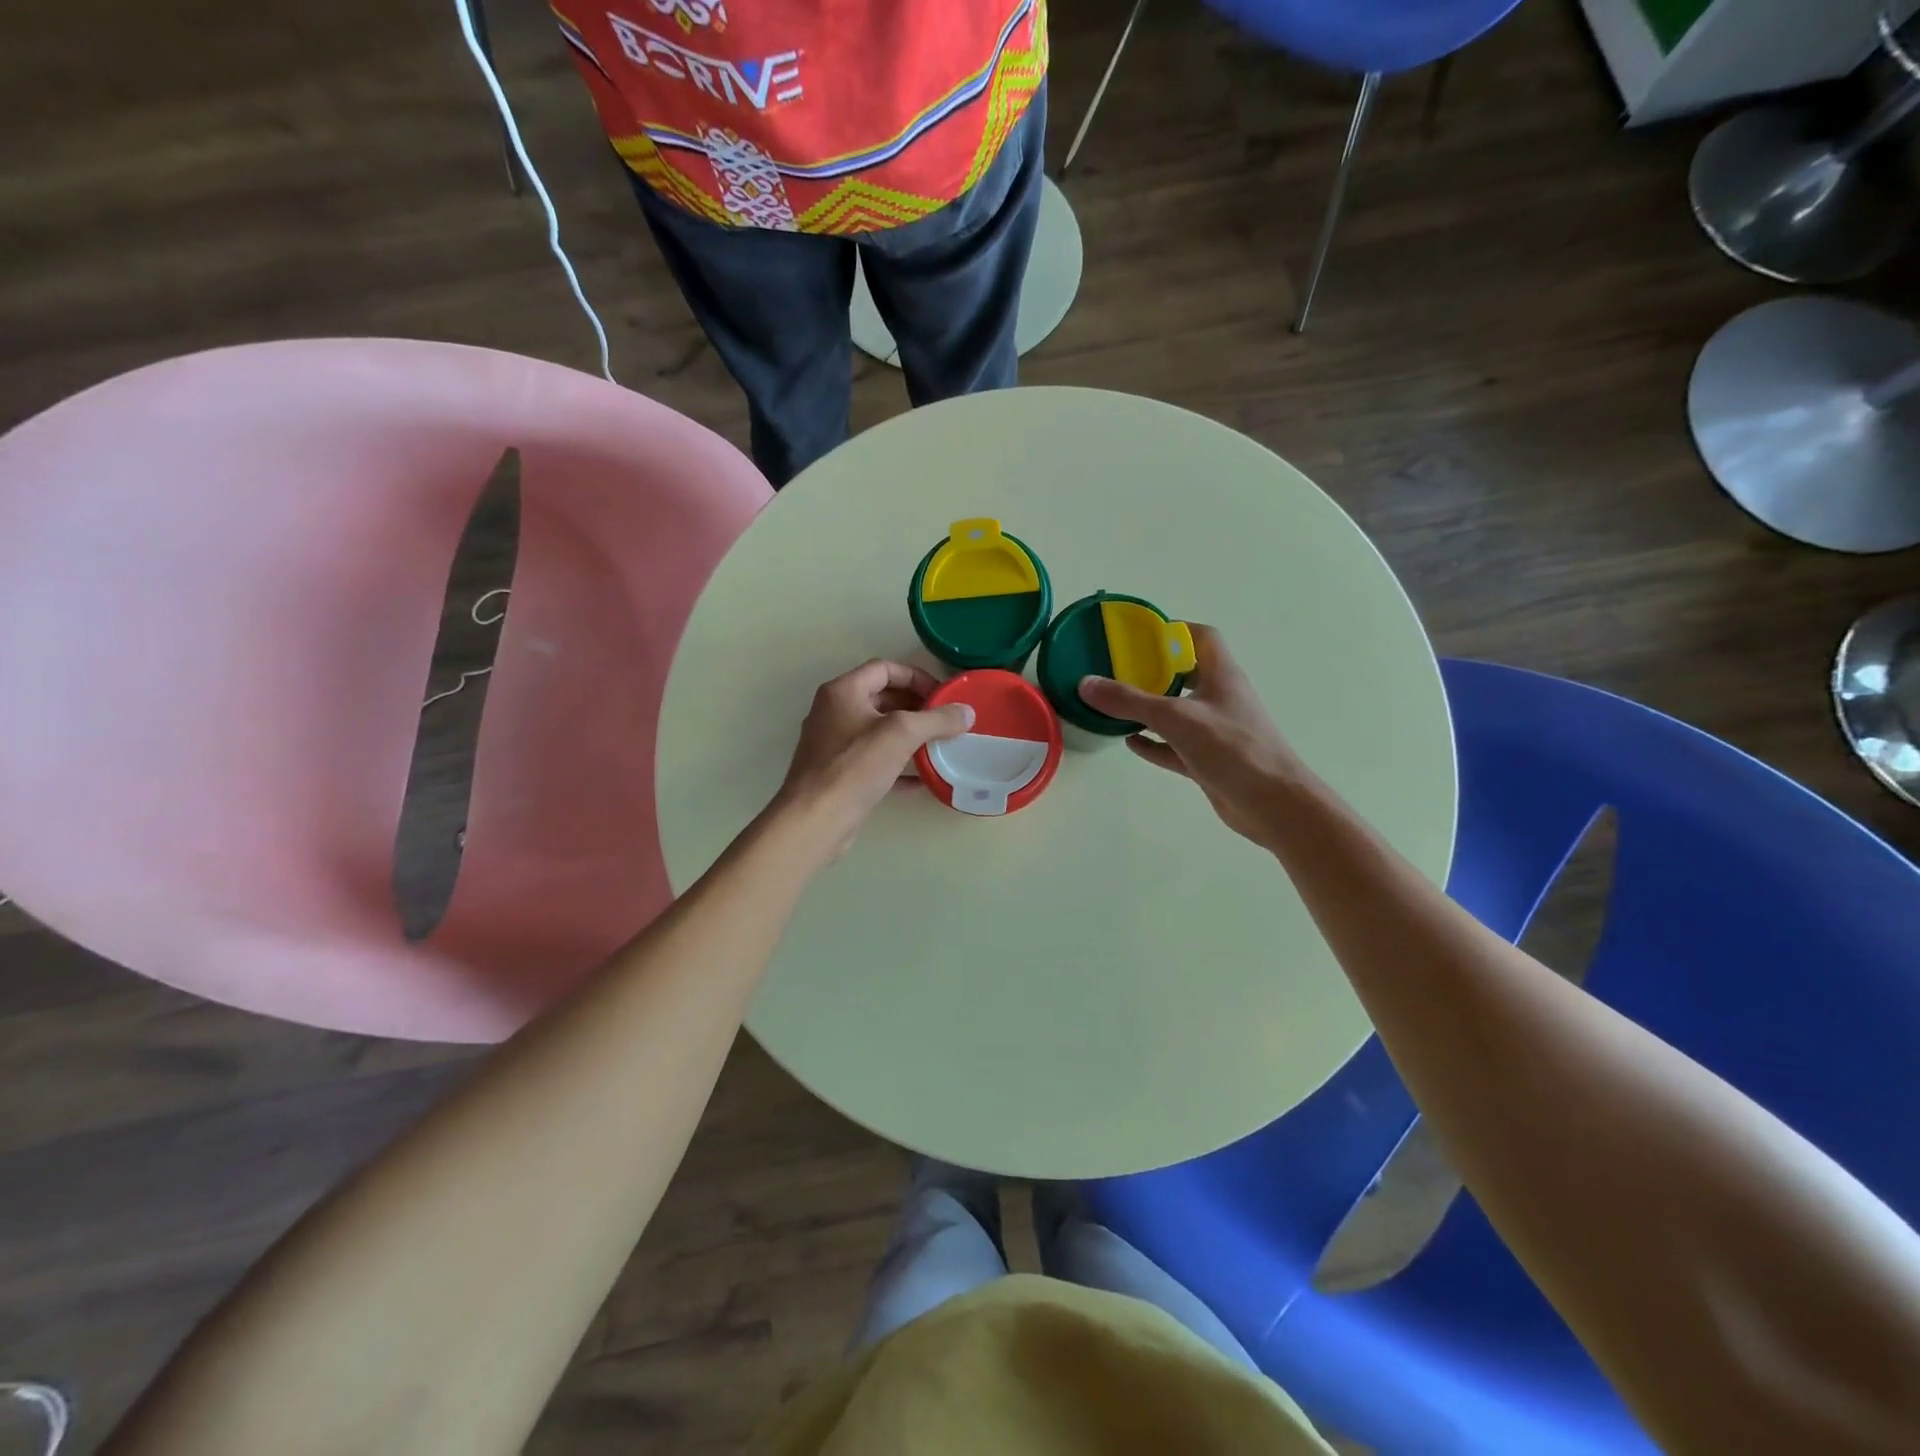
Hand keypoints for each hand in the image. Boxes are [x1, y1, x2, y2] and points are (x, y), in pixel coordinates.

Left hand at [770, 660, 972, 865]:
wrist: (816, 818)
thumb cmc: (855, 766)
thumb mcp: (902, 734)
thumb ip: (937, 719)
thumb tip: (967, 712)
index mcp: (843, 691)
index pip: (884, 669)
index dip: (916, 677)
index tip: (942, 696)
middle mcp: (834, 711)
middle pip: (881, 698)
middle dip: (915, 707)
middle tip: (944, 721)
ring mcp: (834, 744)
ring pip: (878, 731)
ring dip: (909, 736)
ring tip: (938, 745)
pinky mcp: (838, 773)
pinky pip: (874, 760)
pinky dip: (898, 765)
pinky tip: (922, 779)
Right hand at [1078, 624, 1312, 848]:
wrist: (1274, 804)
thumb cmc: (1233, 749)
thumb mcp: (1176, 718)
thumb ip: (1130, 701)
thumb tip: (1085, 683)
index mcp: (1221, 675)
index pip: (1201, 637)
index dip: (1173, 631)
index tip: (1139, 637)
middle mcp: (1219, 698)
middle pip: (1185, 674)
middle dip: (1153, 670)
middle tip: (1116, 670)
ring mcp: (1215, 731)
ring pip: (1178, 711)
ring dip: (1150, 708)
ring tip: (1115, 704)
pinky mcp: (1209, 760)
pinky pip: (1174, 746)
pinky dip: (1154, 742)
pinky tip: (1129, 742)